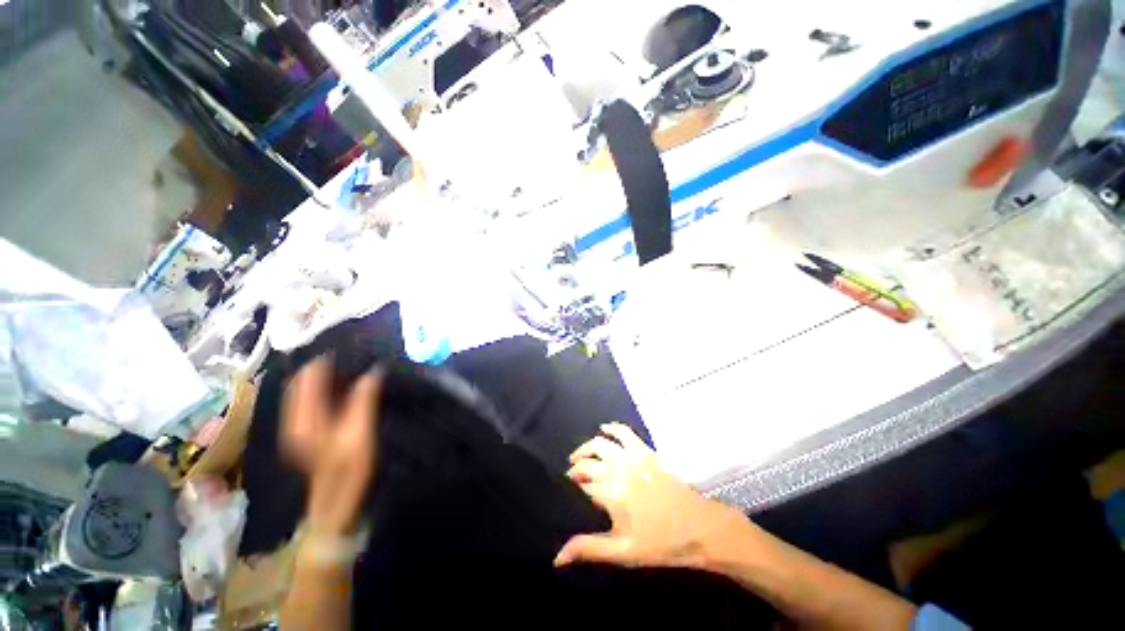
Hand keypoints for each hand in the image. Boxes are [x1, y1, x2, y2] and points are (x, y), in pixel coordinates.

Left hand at [283, 357, 381, 535]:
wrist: (335, 506)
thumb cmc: (348, 471)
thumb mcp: (360, 434)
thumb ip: (363, 401)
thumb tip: (373, 372)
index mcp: (304, 419)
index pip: (306, 378)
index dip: (323, 360)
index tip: (347, 347)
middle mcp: (295, 420)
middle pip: (302, 383)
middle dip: (322, 366)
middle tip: (351, 354)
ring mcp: (299, 428)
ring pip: (305, 392)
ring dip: (323, 377)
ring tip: (350, 365)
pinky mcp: (307, 433)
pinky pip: (311, 402)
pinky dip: (324, 390)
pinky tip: (343, 387)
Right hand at [556, 423, 744, 568]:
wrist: (699, 526)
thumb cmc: (661, 543)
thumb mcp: (623, 552)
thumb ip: (589, 549)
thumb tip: (556, 558)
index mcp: (610, 493)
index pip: (580, 483)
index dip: (570, 486)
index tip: (566, 491)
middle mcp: (617, 469)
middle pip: (586, 462)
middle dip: (575, 468)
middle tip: (571, 478)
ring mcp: (632, 456)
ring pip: (599, 444)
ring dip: (585, 448)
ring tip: (578, 456)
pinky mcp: (645, 450)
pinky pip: (624, 432)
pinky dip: (611, 428)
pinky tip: (603, 428)